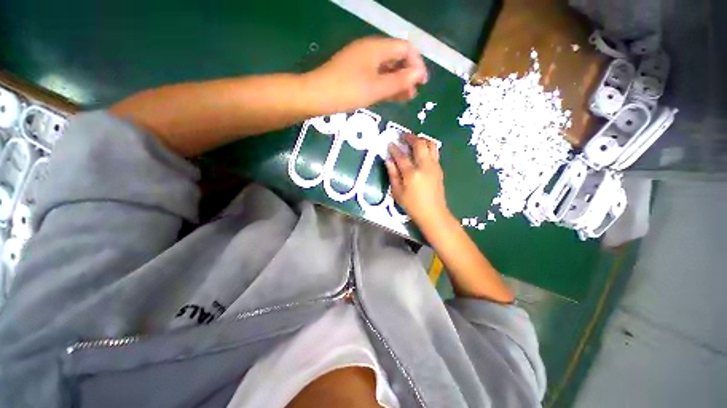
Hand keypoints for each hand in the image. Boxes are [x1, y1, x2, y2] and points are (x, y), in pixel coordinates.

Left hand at [306, 37, 427, 111]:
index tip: (422, 82)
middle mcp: (369, 51)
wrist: (317, 96)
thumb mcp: (376, 88)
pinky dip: (385, 85)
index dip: (417, 63)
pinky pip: (375, 76)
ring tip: (406, 97)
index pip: (405, 48)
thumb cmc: (348, 91)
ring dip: (397, 81)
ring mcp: (361, 62)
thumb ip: (399, 81)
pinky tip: (390, 96)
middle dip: (407, 74)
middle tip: (414, 93)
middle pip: (395, 58)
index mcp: (376, 48)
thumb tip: (419, 74)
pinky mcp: (354, 74)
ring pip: (385, 69)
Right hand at [385, 134, 449, 226]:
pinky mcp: (439, 169)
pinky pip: (434, 152)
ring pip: (431, 145)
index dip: (394, 148)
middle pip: (420, 144)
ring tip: (413, 141)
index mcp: (412, 174)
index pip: (401, 156)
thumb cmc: (412, 205)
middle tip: (402, 136)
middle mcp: (425, 166)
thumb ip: (393, 174)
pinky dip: (427, 147)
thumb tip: (389, 160)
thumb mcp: (397, 192)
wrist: (433, 213)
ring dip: (421, 140)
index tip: (389, 144)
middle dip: (410, 137)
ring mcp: (434, 166)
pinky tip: (420, 152)